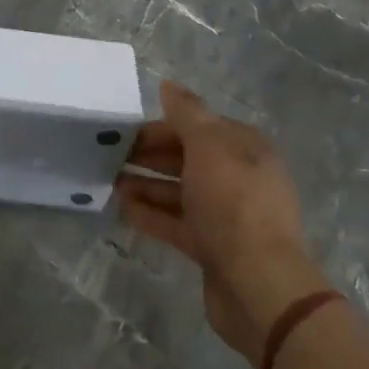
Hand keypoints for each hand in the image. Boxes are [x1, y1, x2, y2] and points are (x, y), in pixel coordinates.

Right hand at [116, 82, 331, 363]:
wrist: (257, 283)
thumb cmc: (232, 202)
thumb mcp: (208, 145)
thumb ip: (186, 113)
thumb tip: (168, 85)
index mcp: (245, 149)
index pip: (199, 127)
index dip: (164, 126)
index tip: (128, 131)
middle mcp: (239, 178)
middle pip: (188, 158)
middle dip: (151, 155)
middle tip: (112, 156)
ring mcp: (227, 216)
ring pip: (181, 191)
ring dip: (147, 184)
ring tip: (111, 182)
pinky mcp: (214, 248)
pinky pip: (178, 223)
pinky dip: (152, 214)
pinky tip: (124, 209)